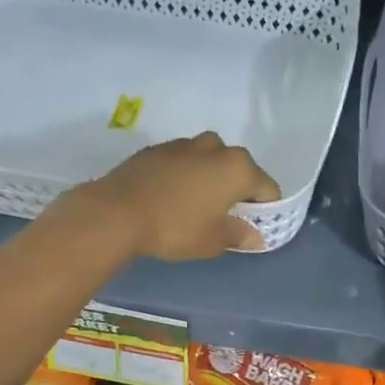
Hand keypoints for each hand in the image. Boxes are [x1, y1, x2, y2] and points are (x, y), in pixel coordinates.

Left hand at [76, 132, 280, 259]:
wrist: (116, 211)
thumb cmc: (175, 227)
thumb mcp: (212, 240)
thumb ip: (239, 235)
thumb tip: (256, 237)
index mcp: (239, 168)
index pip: (267, 188)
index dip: (265, 209)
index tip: (254, 226)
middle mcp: (217, 148)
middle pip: (240, 169)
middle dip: (238, 189)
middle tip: (225, 216)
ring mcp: (186, 144)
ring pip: (211, 159)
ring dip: (211, 177)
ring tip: (197, 203)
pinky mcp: (159, 148)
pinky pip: (184, 160)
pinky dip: (186, 174)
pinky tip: (172, 195)